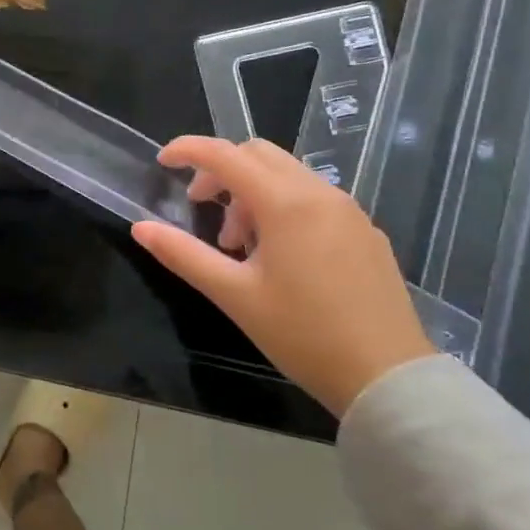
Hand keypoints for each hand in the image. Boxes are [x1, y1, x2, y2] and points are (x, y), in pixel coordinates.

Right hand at [131, 137, 434, 417]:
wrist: (389, 378)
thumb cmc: (303, 334)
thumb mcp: (233, 295)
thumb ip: (183, 254)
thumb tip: (140, 228)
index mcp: (286, 203)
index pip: (226, 155)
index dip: (188, 151)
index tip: (162, 162)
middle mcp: (320, 194)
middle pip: (258, 154)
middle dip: (221, 172)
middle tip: (201, 209)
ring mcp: (349, 211)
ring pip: (287, 175)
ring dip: (250, 192)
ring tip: (238, 244)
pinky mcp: (365, 232)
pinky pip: (313, 198)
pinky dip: (281, 207)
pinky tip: (277, 256)